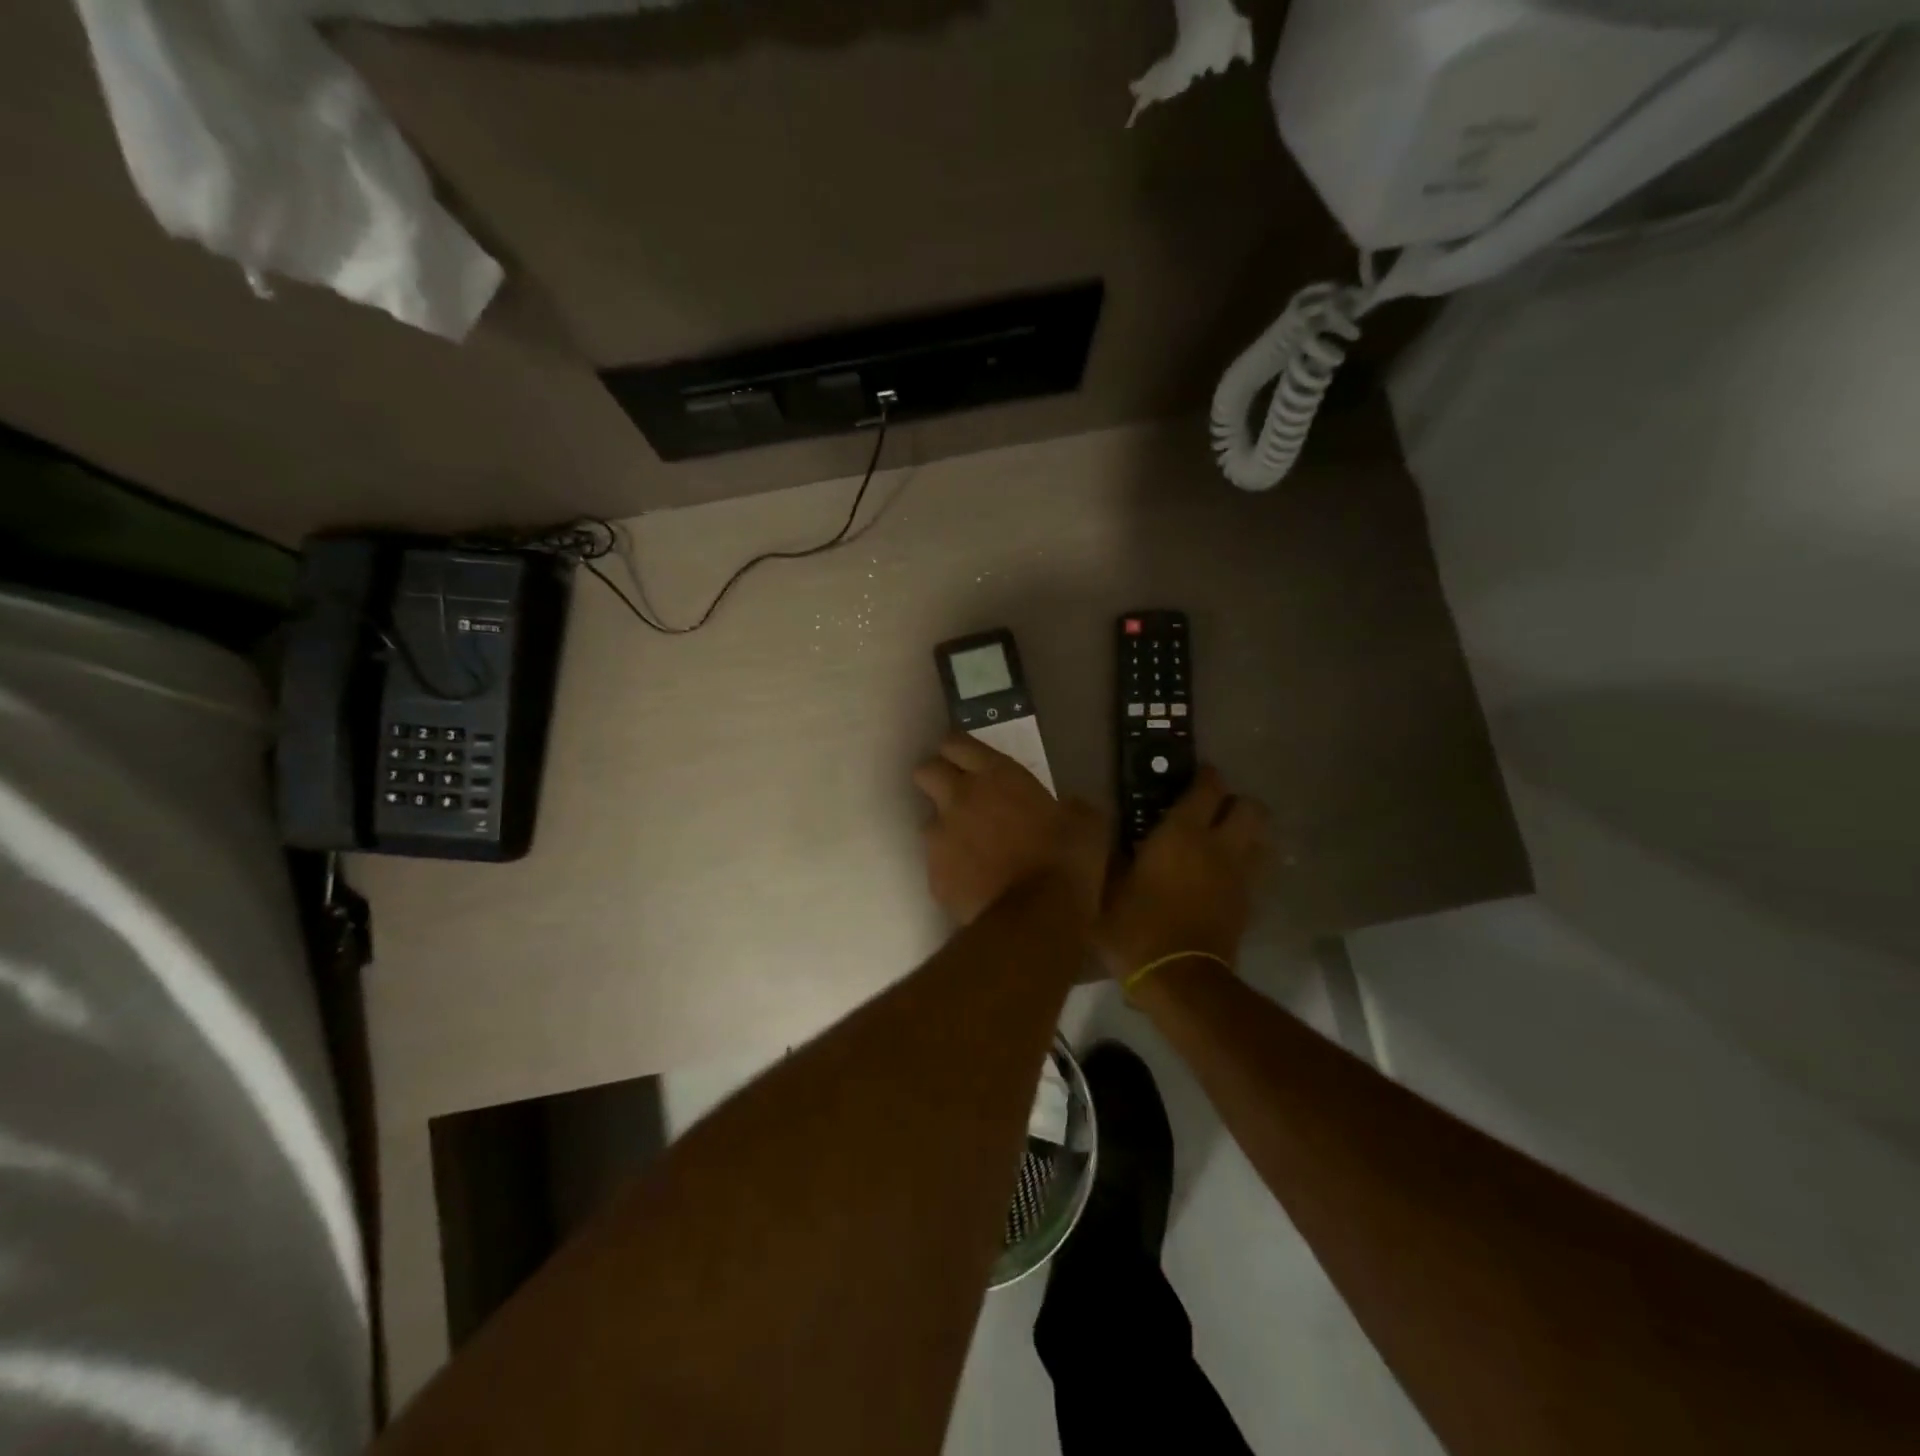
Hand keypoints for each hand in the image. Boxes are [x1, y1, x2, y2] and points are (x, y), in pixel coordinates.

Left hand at [913, 735, 1108, 924]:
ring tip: (974, 851)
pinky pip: (937, 865)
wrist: (1036, 918)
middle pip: (926, 771)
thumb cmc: (1066, 860)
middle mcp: (958, 799)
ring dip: (947, 830)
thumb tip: (1068, 809)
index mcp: (995, 775)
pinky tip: (975, 883)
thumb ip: (1068, 806)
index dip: (959, 751)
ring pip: (929, 821)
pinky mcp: (934, 876)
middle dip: (938, 780)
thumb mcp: (1086, 822)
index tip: (969, 762)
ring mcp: (940, 838)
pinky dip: (952, 870)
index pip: (955, 743)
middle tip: (962, 797)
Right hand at [1097, 767, 1269, 980]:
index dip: (1205, 776)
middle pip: (1250, 807)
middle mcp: (1219, 846)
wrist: (1179, 980)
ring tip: (1223, 841)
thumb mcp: (1106, 888)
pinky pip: (1256, 872)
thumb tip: (1099, 824)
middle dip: (1235, 802)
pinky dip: (1246, 865)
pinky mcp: (1248, 904)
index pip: (1208, 787)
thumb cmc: (1135, 927)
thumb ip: (1107, 852)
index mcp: (1182, 833)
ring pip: (1262, 838)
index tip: (1194, 775)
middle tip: (1211, 810)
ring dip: (1247, 833)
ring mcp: (1239, 876)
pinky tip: (1224, 876)